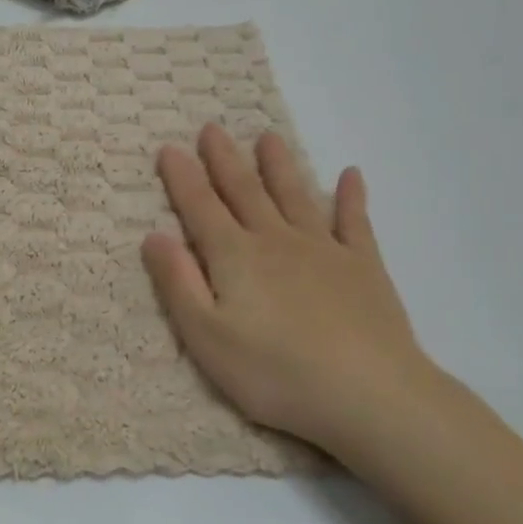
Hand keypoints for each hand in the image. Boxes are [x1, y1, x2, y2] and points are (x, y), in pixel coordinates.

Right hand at [141, 124, 442, 465]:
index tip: (169, 148)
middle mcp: (276, 240)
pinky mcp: (364, 267)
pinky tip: (351, 175)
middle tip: (212, 128)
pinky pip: (355, 222)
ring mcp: (324, 250)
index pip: (200, 207)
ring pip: (295, 196)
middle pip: (245, 191)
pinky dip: (351, 197)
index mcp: (235, 257)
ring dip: (279, 166)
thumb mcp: (206, 337)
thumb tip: (153, 235)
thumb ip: (178, 283)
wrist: (369, 394)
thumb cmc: (275, 372)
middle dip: (225, 160)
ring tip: (268, 137)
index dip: (182, 177)